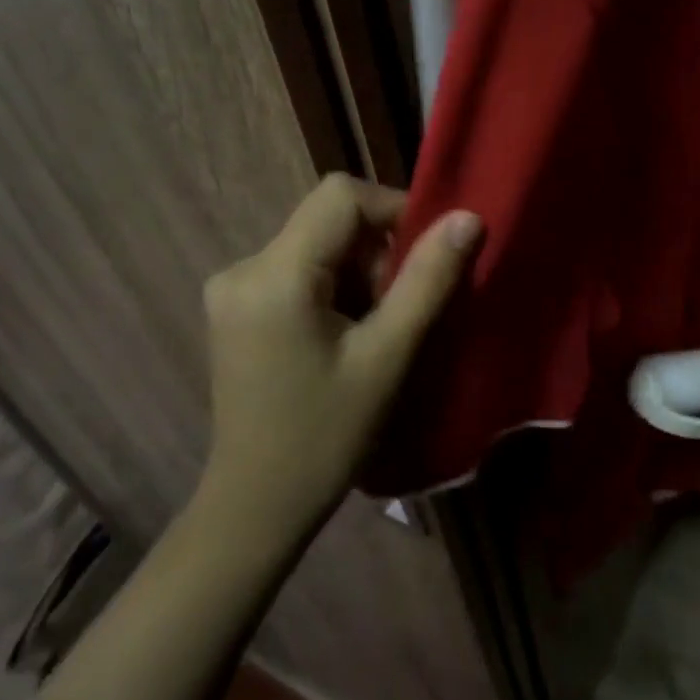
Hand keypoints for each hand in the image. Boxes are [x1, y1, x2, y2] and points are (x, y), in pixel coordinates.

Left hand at [202, 175, 481, 525]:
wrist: (258, 503)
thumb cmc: (327, 435)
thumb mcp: (388, 356)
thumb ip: (428, 279)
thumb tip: (468, 218)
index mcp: (273, 274)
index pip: (341, 196)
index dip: (394, 210)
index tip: (427, 256)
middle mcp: (242, 267)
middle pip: (329, 220)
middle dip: (377, 252)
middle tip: (399, 310)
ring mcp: (231, 287)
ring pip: (317, 244)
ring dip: (358, 272)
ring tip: (374, 330)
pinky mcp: (234, 306)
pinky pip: (298, 268)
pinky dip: (333, 286)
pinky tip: (344, 335)